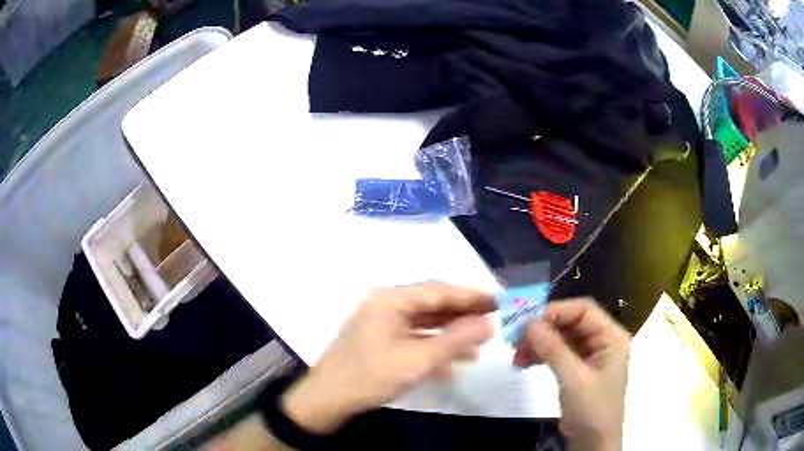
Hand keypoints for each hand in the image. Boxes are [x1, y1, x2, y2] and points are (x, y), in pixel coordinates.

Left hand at [283, 282, 494, 434]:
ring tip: (478, 345)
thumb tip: (488, 325)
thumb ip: (456, 340)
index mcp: (391, 299)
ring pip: (424, 323)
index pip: (439, 291)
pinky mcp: (380, 342)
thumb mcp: (419, 360)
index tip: (498, 300)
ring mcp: (381, 324)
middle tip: (492, 319)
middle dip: (462, 314)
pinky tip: (451, 363)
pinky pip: (412, 338)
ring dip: (450, 333)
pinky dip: (432, 347)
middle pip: (432, 305)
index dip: (471, 295)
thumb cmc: (372, 375)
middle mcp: (386, 305)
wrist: (328, 399)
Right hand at [514, 298, 630, 450]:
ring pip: (561, 338)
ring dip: (538, 343)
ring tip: (516, 353)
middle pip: (570, 323)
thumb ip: (554, 350)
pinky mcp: (578, 369)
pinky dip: (540, 355)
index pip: (584, 310)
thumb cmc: (592, 410)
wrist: (593, 443)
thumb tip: (529, 322)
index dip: (557, 311)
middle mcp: (602, 341)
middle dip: (543, 329)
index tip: (529, 320)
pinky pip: (558, 353)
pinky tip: (522, 362)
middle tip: (516, 337)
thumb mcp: (574, 380)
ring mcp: (590, 355)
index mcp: (611, 337)